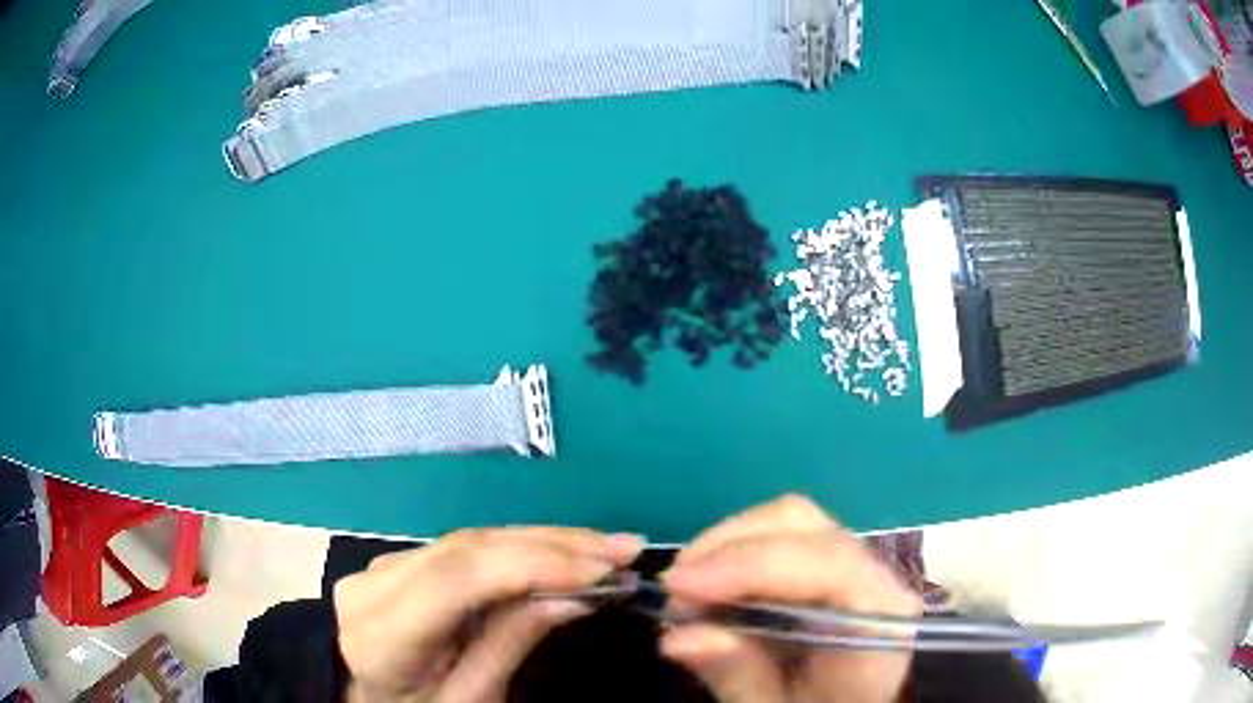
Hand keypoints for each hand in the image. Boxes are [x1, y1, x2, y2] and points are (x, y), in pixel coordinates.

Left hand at [335, 527, 642, 702]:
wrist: (374, 702)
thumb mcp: (473, 698)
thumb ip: (512, 642)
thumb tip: (576, 594)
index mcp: (382, 632)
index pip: (460, 577)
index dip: (535, 564)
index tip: (603, 568)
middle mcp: (374, 584)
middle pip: (469, 548)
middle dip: (553, 545)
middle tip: (623, 548)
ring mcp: (384, 566)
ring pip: (473, 539)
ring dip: (544, 540)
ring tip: (606, 545)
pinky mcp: (402, 562)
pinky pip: (467, 548)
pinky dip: (519, 547)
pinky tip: (561, 548)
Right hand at [660, 496, 920, 702]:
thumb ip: (738, 676)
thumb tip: (678, 636)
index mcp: (877, 618)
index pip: (826, 564)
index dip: (749, 566)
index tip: (679, 586)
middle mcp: (874, 575)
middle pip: (802, 525)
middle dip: (726, 547)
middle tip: (674, 590)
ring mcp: (855, 561)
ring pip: (788, 520)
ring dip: (725, 545)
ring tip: (686, 590)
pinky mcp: (831, 562)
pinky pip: (781, 536)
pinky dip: (735, 552)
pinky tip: (710, 585)